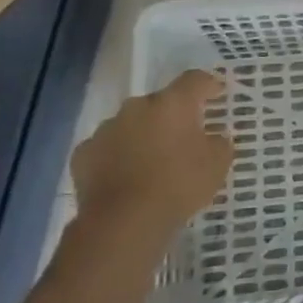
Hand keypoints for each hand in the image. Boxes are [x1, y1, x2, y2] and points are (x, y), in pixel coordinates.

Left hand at [71, 70, 233, 239]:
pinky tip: (126, 176)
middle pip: (160, 102)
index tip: (217, 94)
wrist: (123, 222)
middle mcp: (137, 107)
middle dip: (172, 115)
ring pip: (131, 124)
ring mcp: (106, 129)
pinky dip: (118, 155)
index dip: (208, 85)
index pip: (195, 80)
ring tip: (153, 160)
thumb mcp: (218, 164)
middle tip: (184, 136)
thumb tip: (214, 137)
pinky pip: (107, 147)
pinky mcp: (83, 154)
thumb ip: (219, 143)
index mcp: (172, 103)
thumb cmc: (179, 185)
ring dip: (143, 134)